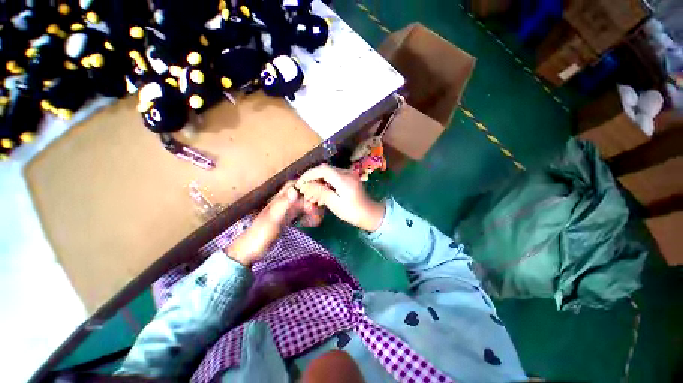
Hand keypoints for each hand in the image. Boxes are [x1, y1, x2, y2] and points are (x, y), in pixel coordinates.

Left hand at [227, 181, 322, 266]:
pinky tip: (311, 224)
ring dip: (312, 209)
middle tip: (318, 212)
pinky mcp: (288, 219)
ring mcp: (286, 210)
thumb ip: (283, 205)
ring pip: (303, 203)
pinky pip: (301, 213)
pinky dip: (308, 216)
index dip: (306, 186)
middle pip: (301, 193)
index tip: (317, 194)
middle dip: (312, 200)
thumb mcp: (272, 219)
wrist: (250, 250)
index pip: (294, 184)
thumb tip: (294, 190)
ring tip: (317, 220)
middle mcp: (284, 202)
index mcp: (279, 199)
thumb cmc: (260, 234)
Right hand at [295, 164, 384, 231]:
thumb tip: (307, 184)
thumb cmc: (352, 212)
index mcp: (343, 179)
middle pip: (324, 169)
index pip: (322, 169)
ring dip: (318, 180)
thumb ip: (321, 192)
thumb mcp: (335, 204)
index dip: (309, 174)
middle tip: (304, 189)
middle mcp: (347, 172)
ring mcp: (349, 174)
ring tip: (311, 192)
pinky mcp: (349, 177)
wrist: (369, 214)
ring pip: (328, 172)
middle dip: (312, 177)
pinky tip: (321, 191)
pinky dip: (325, 181)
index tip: (300, 183)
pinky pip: (334, 175)